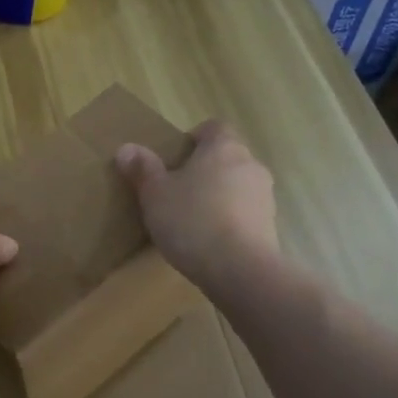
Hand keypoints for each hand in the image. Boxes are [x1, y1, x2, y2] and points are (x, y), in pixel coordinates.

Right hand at [115, 120, 277, 289]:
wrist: (239, 269)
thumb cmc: (192, 220)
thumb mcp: (155, 194)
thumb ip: (142, 169)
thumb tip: (127, 148)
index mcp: (224, 147)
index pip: (213, 127)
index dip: (194, 138)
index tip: (175, 159)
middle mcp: (250, 164)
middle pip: (226, 157)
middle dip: (204, 170)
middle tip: (177, 190)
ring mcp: (265, 196)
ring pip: (237, 186)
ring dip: (219, 196)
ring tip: (193, 220)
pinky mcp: (270, 226)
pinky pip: (245, 213)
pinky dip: (230, 220)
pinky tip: (210, 241)